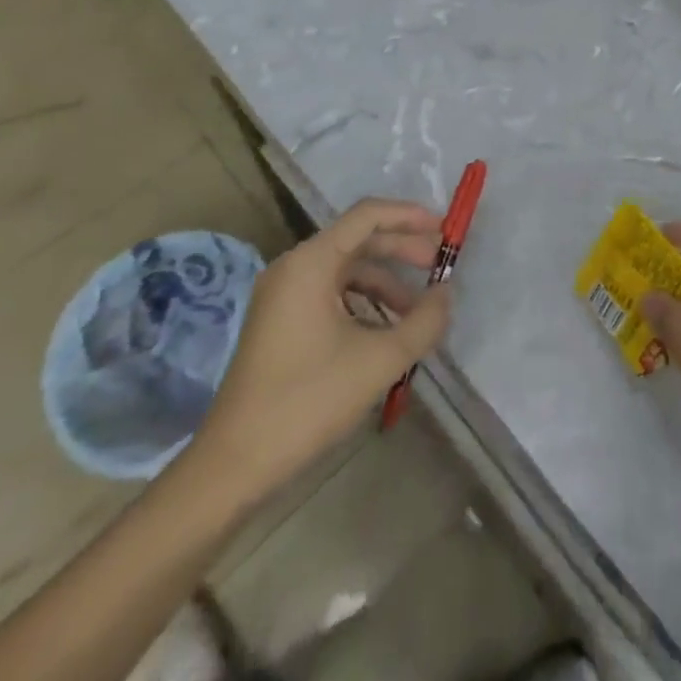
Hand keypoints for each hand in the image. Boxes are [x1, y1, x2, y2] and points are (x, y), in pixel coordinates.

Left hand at [193, 199, 451, 499]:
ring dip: (385, 283)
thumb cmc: (307, 401)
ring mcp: (282, 295)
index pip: (367, 216)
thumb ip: (423, 322)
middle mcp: (293, 267)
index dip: (410, 216)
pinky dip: (362, 303)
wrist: (233, 465)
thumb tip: (446, 295)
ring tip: (418, 312)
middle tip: (441, 268)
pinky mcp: (279, 321)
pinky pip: (330, 294)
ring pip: (345, 270)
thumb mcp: (379, 361)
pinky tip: (385, 331)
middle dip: (402, 250)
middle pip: (358, 240)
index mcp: (310, 263)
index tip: (445, 231)